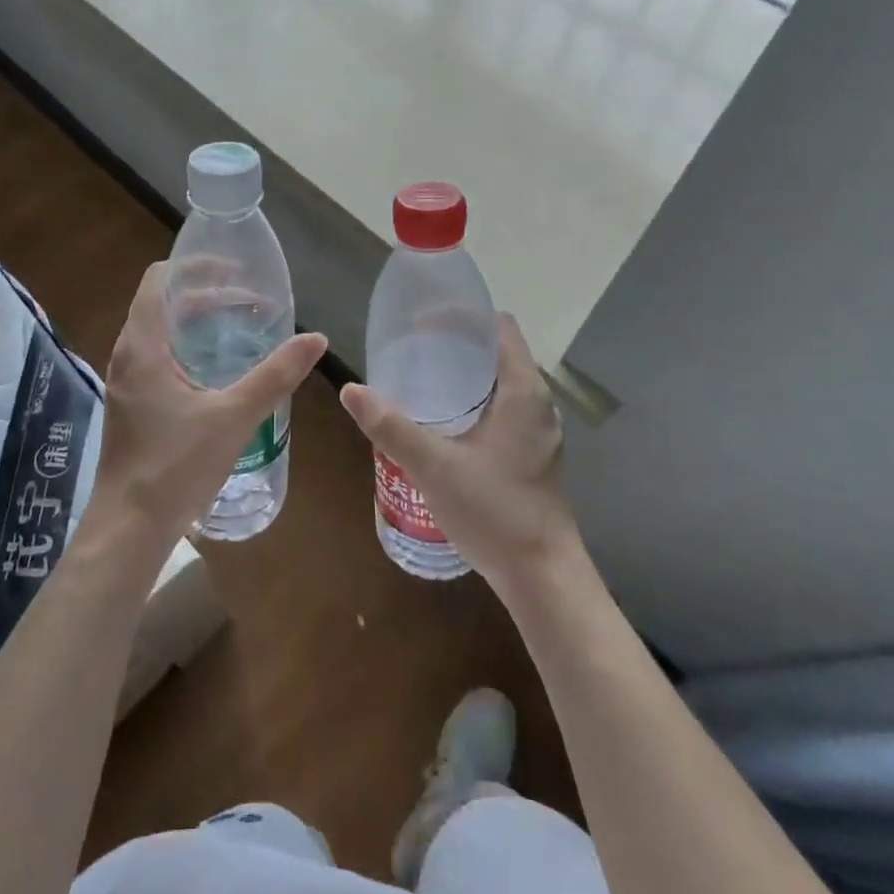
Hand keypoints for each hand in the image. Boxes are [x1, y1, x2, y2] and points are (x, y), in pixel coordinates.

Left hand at [92, 262, 326, 550]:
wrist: (130, 527)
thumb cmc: (176, 466)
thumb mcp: (234, 416)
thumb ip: (275, 375)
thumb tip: (316, 338)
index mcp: (143, 344)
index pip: (160, 279)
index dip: (196, 266)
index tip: (236, 270)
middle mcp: (127, 353)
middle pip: (163, 302)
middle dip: (206, 294)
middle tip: (252, 302)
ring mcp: (126, 379)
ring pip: (160, 330)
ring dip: (197, 321)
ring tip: (240, 327)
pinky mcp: (131, 402)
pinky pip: (158, 356)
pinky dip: (188, 346)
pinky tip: (218, 369)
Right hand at [339, 314, 582, 589]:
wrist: (542, 576)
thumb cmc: (494, 512)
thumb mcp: (434, 467)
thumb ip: (392, 427)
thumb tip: (351, 390)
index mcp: (523, 392)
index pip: (498, 327)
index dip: (462, 316)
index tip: (422, 322)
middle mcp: (537, 403)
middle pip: (497, 351)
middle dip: (455, 344)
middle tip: (411, 349)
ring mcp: (538, 431)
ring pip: (499, 382)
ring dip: (464, 373)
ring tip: (421, 379)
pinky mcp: (533, 454)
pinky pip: (502, 407)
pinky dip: (473, 399)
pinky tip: (443, 421)